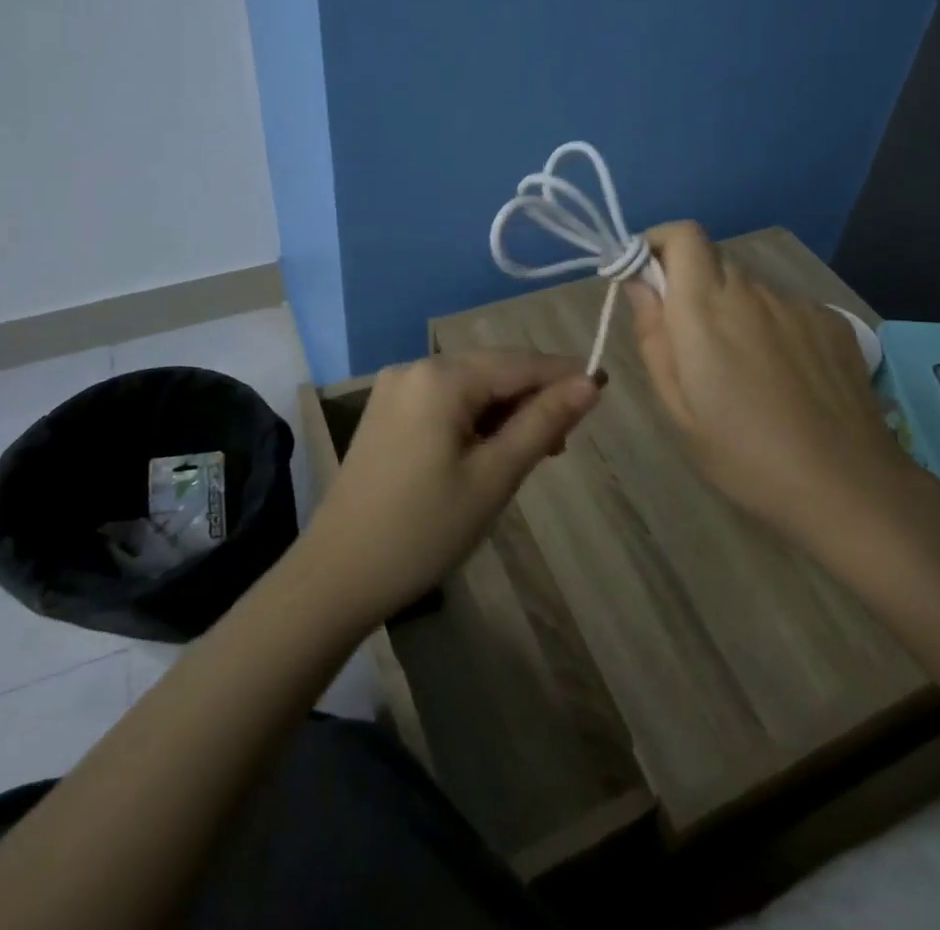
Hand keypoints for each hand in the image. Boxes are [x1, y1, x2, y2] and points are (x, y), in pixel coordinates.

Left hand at [303, 352, 602, 621]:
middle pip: (494, 370)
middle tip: (562, 445)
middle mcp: (415, 368)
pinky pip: (446, 401)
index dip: (564, 375)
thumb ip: (543, 423)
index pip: (519, 362)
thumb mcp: (494, 477)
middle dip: (533, 398)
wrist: (337, 576)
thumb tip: (590, 383)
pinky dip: (475, 420)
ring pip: (471, 387)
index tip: (603, 390)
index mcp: (441, 377)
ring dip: (505, 412)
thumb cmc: (424, 529)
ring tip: (531, 455)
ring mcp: (396, 389)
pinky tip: (488, 451)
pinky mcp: (386, 412)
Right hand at [626, 221, 920, 545]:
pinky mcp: (832, 322)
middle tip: (691, 345)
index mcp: (706, 308)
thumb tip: (638, 284)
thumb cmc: (744, 455)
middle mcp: (752, 291)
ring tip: (744, 373)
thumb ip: (653, 335)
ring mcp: (797, 305)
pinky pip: (785, 310)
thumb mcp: (678, 408)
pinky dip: (771, 328)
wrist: (848, 487)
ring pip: (750, 289)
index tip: (646, 278)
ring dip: (733, 311)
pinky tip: (785, 379)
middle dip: (691, 287)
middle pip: (713, 261)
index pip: (683, 235)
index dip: (659, 243)